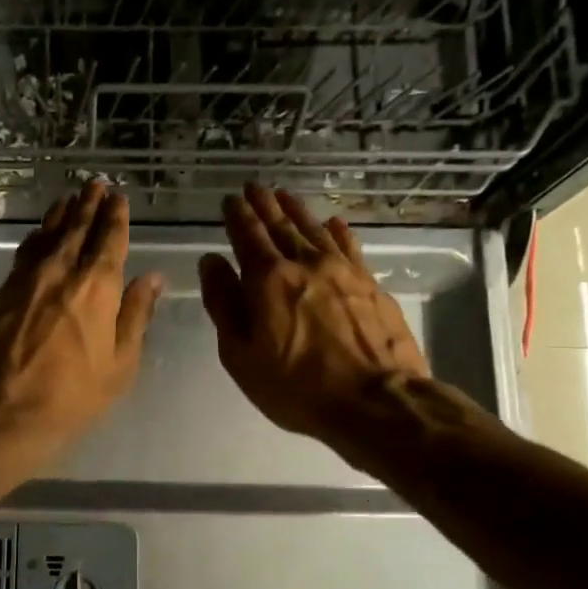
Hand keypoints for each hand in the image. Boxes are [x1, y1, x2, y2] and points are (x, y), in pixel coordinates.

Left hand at [0, 180, 162, 458]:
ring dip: (59, 216)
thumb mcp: (119, 364)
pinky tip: (36, 239)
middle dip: (87, 205)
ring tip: (68, 201)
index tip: (118, 197)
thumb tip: (152, 278)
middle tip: (94, 186)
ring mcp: (23, 281)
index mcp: (96, 287)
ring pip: (44, 237)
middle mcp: (59, 272)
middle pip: (75, 229)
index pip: (109, 240)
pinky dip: (34, 242)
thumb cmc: (70, 396)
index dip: (115, 216)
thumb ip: (135, 316)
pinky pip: (22, 257)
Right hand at [197, 185, 431, 450]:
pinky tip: (333, 223)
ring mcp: (343, 271)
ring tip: (285, 195)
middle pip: (281, 226)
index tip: (230, 199)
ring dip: (297, 210)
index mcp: (267, 280)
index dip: (236, 216)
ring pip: (314, 230)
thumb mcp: (241, 355)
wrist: (376, 401)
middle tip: (254, 187)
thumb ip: (223, 304)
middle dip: (264, 205)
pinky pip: (349, 246)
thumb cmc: (296, 386)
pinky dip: (337, 231)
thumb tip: (211, 262)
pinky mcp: (371, 284)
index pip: (247, 236)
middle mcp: (305, 263)